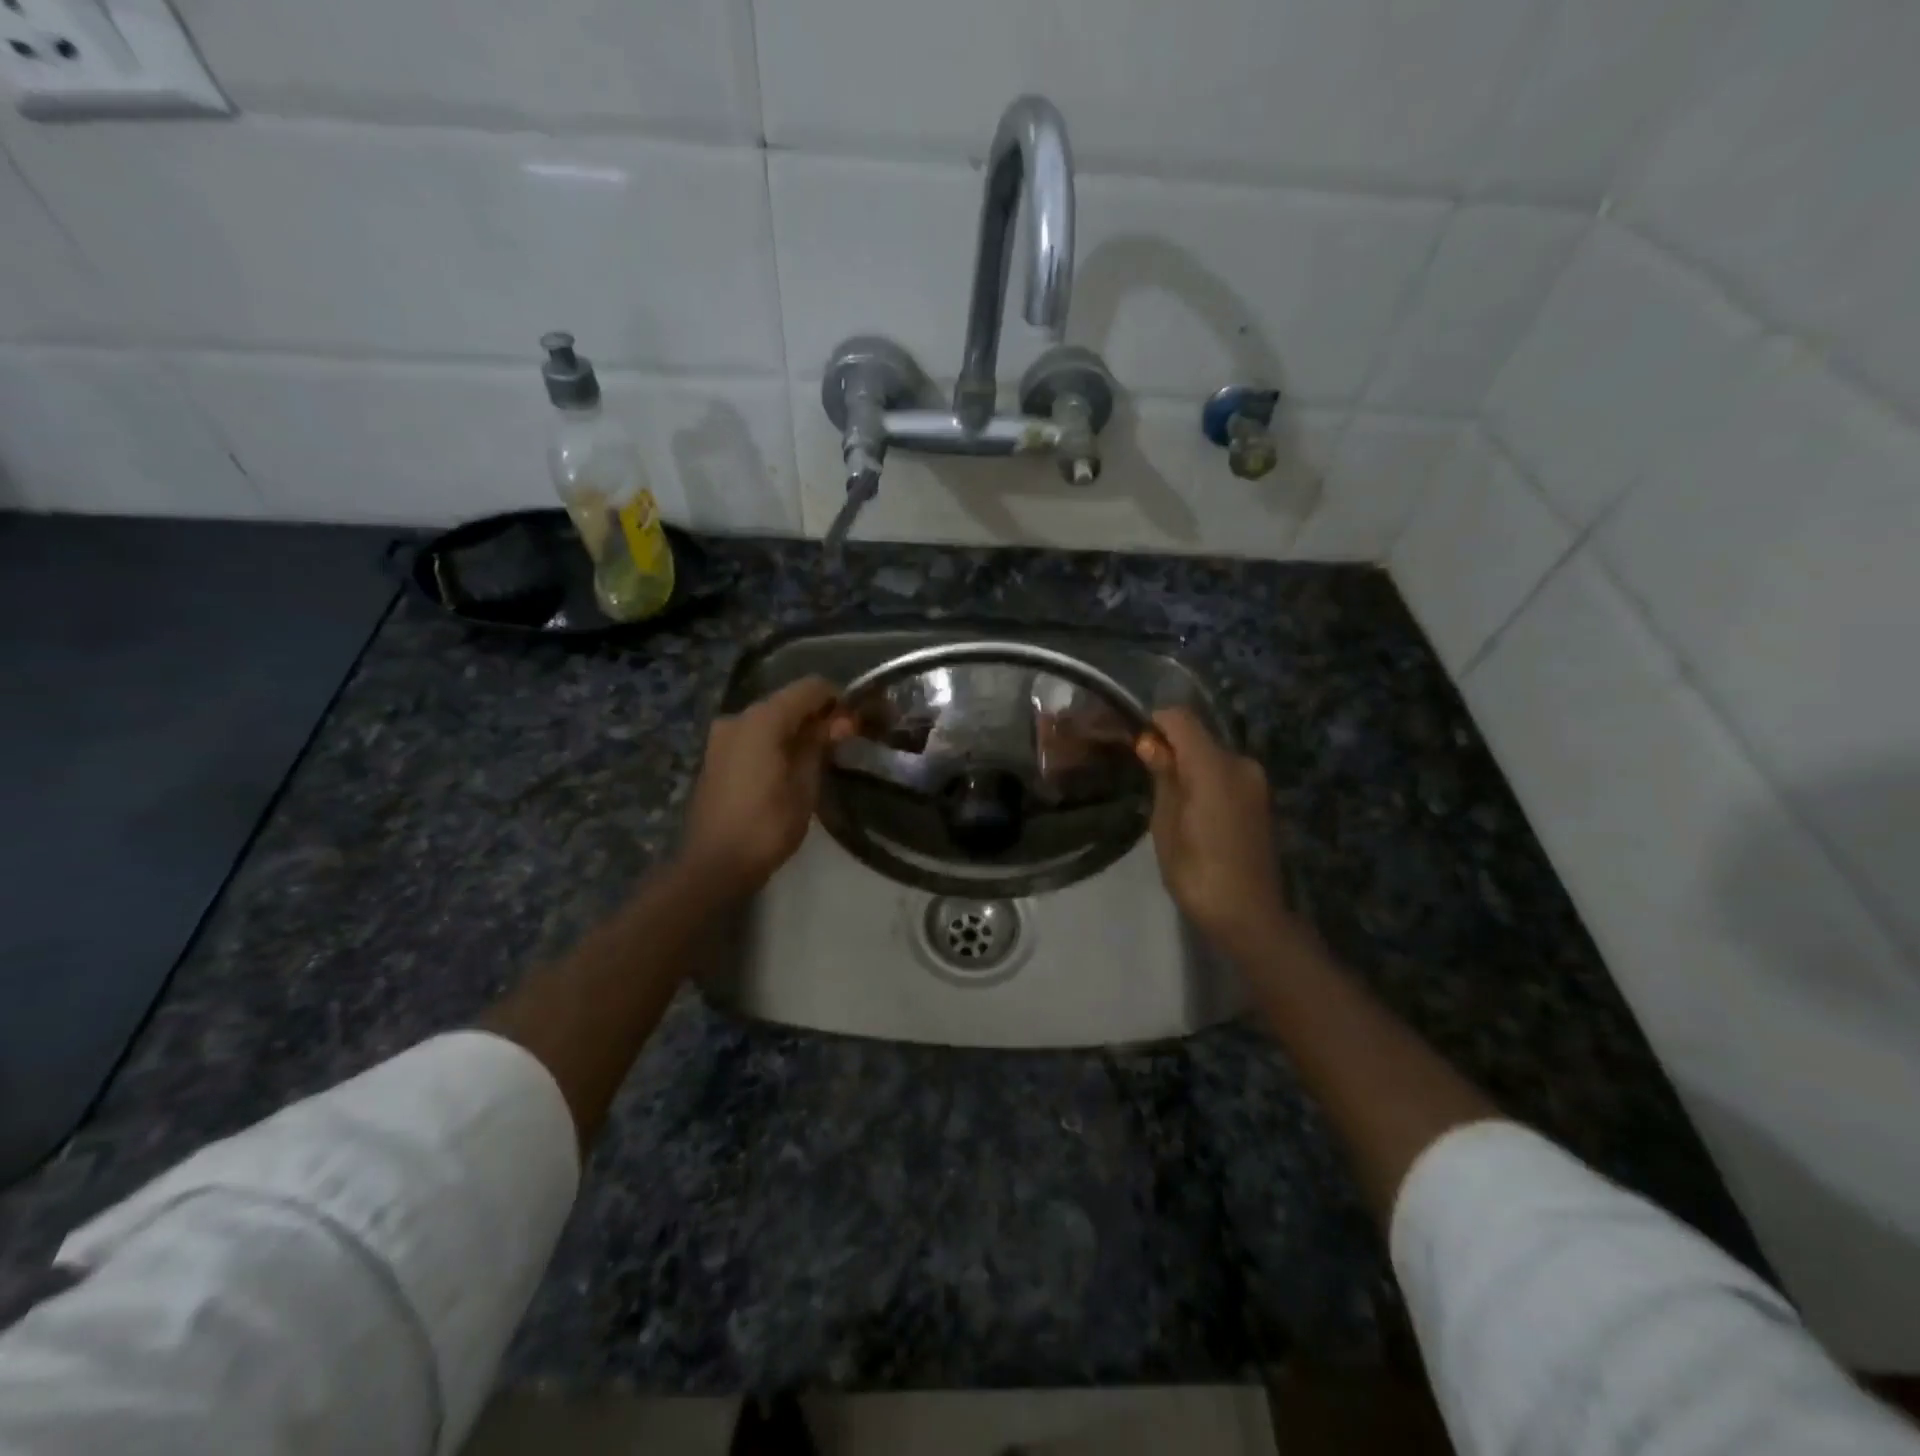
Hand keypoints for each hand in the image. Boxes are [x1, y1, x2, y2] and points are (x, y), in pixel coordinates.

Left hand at [678, 676, 840, 899]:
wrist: (713, 866)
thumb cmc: (767, 826)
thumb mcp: (805, 786)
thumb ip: (820, 745)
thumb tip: (840, 721)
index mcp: (762, 719)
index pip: (810, 688)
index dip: (839, 699)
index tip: (859, 721)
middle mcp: (738, 717)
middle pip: (788, 701)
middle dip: (819, 715)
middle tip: (845, 741)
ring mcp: (721, 736)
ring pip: (770, 720)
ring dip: (797, 730)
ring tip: (822, 757)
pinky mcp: (715, 756)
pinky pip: (753, 736)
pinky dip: (776, 742)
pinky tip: (792, 766)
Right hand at [1136, 708, 1295, 955]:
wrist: (1249, 914)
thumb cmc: (1197, 873)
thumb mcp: (1166, 825)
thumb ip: (1163, 777)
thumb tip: (1151, 743)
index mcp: (1214, 767)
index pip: (1181, 719)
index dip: (1154, 723)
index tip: (1134, 744)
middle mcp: (1240, 763)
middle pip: (1198, 736)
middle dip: (1170, 746)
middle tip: (1144, 775)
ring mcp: (1255, 781)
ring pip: (1212, 755)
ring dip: (1188, 764)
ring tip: (1166, 797)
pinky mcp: (1260, 798)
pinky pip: (1225, 773)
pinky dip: (1205, 779)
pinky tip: (1192, 810)